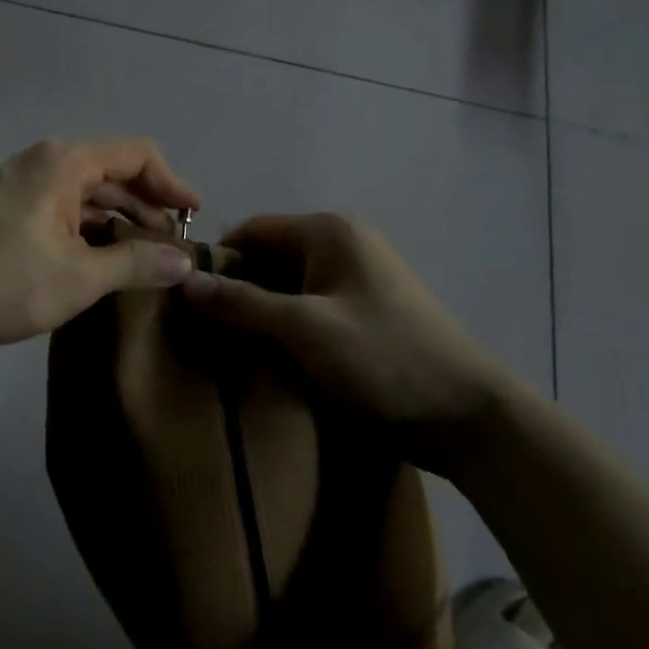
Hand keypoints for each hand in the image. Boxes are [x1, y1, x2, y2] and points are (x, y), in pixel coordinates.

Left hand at [0, 139, 201, 348]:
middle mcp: (43, 160)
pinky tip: (99, 258)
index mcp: (64, 162)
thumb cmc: (0, 281)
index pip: (137, 154)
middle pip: (112, 170)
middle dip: (147, 204)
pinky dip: (88, 226)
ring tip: (143, 257)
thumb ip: (135, 263)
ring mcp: (20, 182)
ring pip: (85, 191)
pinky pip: (61, 206)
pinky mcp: (5, 206)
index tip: (194, 217)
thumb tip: (185, 260)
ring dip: (118, 218)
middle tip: (173, 246)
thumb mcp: (77, 277)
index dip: (172, 183)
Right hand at [181, 213, 528, 475]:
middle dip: (234, 291)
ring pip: (284, 287)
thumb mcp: (303, 329)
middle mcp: (341, 245)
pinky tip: (263, 358)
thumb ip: (240, 303)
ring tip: (224, 349)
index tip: (183, 299)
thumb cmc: (384, 358)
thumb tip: (180, 281)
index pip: (250, 231)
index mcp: (329, 231)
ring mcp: (355, 280)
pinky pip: (306, 310)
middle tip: (198, 330)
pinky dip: (282, 329)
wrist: (467, 417)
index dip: (215, 261)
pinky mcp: (361, 314)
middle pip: (266, 258)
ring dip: (257, 314)